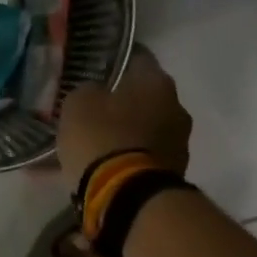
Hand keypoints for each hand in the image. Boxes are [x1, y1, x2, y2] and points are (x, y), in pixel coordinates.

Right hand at [57, 46, 191, 191]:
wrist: (128, 198)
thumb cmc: (103, 138)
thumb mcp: (78, 103)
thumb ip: (88, 90)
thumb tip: (96, 93)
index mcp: (157, 82)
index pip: (138, 58)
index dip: (116, 60)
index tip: (97, 66)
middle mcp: (176, 108)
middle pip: (142, 97)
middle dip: (118, 102)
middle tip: (90, 108)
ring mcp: (178, 143)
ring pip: (141, 129)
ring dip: (120, 133)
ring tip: (89, 143)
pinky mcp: (171, 174)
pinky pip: (139, 157)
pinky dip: (120, 158)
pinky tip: (95, 167)